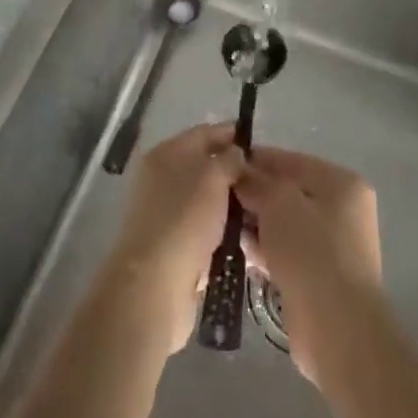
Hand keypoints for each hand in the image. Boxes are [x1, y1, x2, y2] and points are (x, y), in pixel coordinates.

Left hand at [105, 123, 244, 353]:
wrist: (153, 284)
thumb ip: (230, 159)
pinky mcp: (170, 244)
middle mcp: (161, 177)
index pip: (205, 133)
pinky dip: (220, 229)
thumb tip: (236, 155)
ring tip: (260, 210)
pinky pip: (203, 227)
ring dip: (229, 204)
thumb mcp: (214, 177)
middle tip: (264, 181)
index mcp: (167, 152)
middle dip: (233, 172)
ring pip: (205, 199)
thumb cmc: (184, 219)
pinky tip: (243, 236)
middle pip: (205, 166)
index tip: (259, 143)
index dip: (232, 134)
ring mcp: (164, 212)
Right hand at [235, 147, 382, 387]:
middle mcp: (342, 210)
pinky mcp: (320, 276)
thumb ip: (257, 182)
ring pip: (285, 224)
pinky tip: (240, 251)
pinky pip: (287, 251)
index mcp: (341, 183)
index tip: (224, 165)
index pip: (291, 161)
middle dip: (255, 195)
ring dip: (257, 224)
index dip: (257, 161)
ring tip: (223, 224)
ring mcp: (333, 245)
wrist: (337, 329)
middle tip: (220, 198)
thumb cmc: (311, 251)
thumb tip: (240, 173)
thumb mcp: (279, 203)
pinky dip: (266, 249)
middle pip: (288, 192)